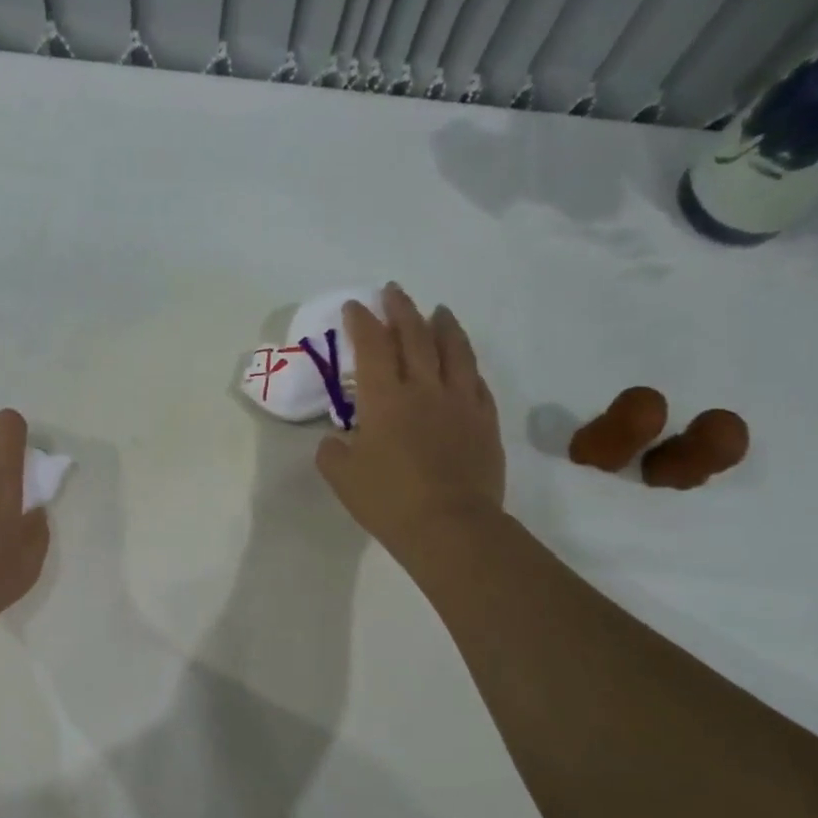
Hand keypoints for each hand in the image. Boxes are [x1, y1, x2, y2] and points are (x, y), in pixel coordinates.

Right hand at [317, 283, 504, 560]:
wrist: (449, 526)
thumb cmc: (388, 500)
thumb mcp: (342, 477)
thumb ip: (333, 451)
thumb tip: (336, 439)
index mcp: (384, 398)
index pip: (371, 346)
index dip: (362, 322)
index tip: (355, 305)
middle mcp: (423, 388)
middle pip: (414, 336)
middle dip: (401, 309)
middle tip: (393, 292)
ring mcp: (460, 401)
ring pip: (453, 350)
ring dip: (443, 325)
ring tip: (438, 311)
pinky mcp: (484, 420)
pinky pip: (476, 382)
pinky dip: (467, 365)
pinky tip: (463, 362)